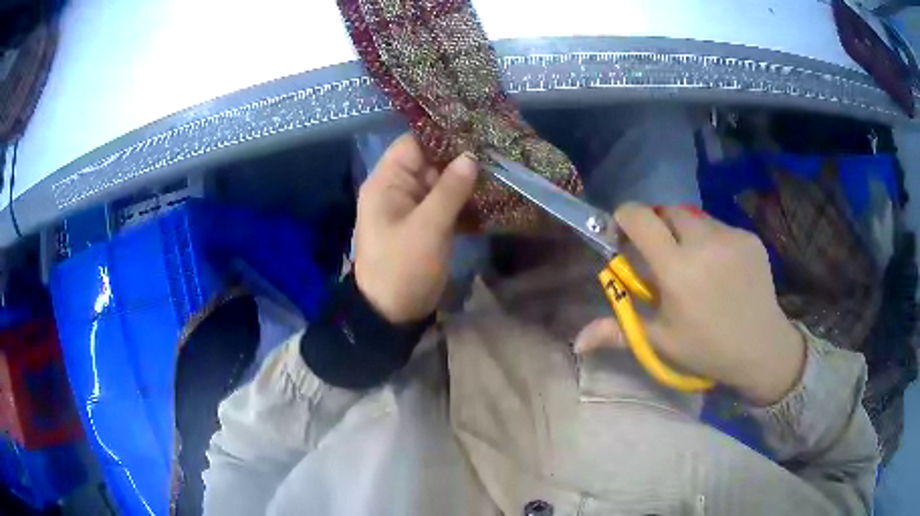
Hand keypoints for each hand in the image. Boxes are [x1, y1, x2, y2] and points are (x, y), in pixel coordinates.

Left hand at [354, 134, 478, 323]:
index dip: (441, 134)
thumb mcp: (427, 227)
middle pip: (430, 161)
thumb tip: (471, 156)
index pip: (413, 143)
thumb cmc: (403, 267)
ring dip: (467, 179)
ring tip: (502, 166)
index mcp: (387, 182)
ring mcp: (414, 208)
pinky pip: (447, 204)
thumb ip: (449, 190)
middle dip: (461, 156)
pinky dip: (466, 200)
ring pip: (442, 183)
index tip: (475, 128)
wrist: (392, 314)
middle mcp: (399, 189)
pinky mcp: (427, 225)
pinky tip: (493, 195)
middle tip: (497, 147)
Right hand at [575, 203, 805, 404]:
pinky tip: (720, 268)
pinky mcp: (749, 236)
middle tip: (662, 255)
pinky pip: (720, 226)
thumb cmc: (706, 348)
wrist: (761, 348)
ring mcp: (730, 236)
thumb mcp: (661, 342)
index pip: (640, 217)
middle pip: (667, 210)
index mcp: (677, 269)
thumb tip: (577, 342)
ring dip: (685, 231)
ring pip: (695, 216)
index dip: (625, 217)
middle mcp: (704, 243)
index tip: (624, 234)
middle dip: (657, 225)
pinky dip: (711, 239)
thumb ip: (618, 331)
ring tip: (694, 262)